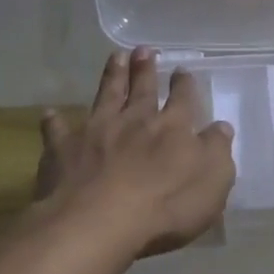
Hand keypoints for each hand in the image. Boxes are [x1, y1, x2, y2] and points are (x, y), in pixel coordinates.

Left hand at [36, 48, 235, 257]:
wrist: (98, 222)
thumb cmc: (166, 206)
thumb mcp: (212, 182)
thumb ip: (217, 151)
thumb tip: (221, 127)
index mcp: (173, 128)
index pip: (183, 98)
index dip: (184, 84)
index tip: (183, 70)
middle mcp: (135, 120)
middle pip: (143, 88)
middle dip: (146, 68)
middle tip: (145, 50)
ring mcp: (97, 131)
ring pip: (106, 96)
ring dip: (112, 76)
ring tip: (116, 57)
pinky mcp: (63, 149)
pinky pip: (58, 130)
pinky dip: (55, 121)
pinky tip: (51, 114)